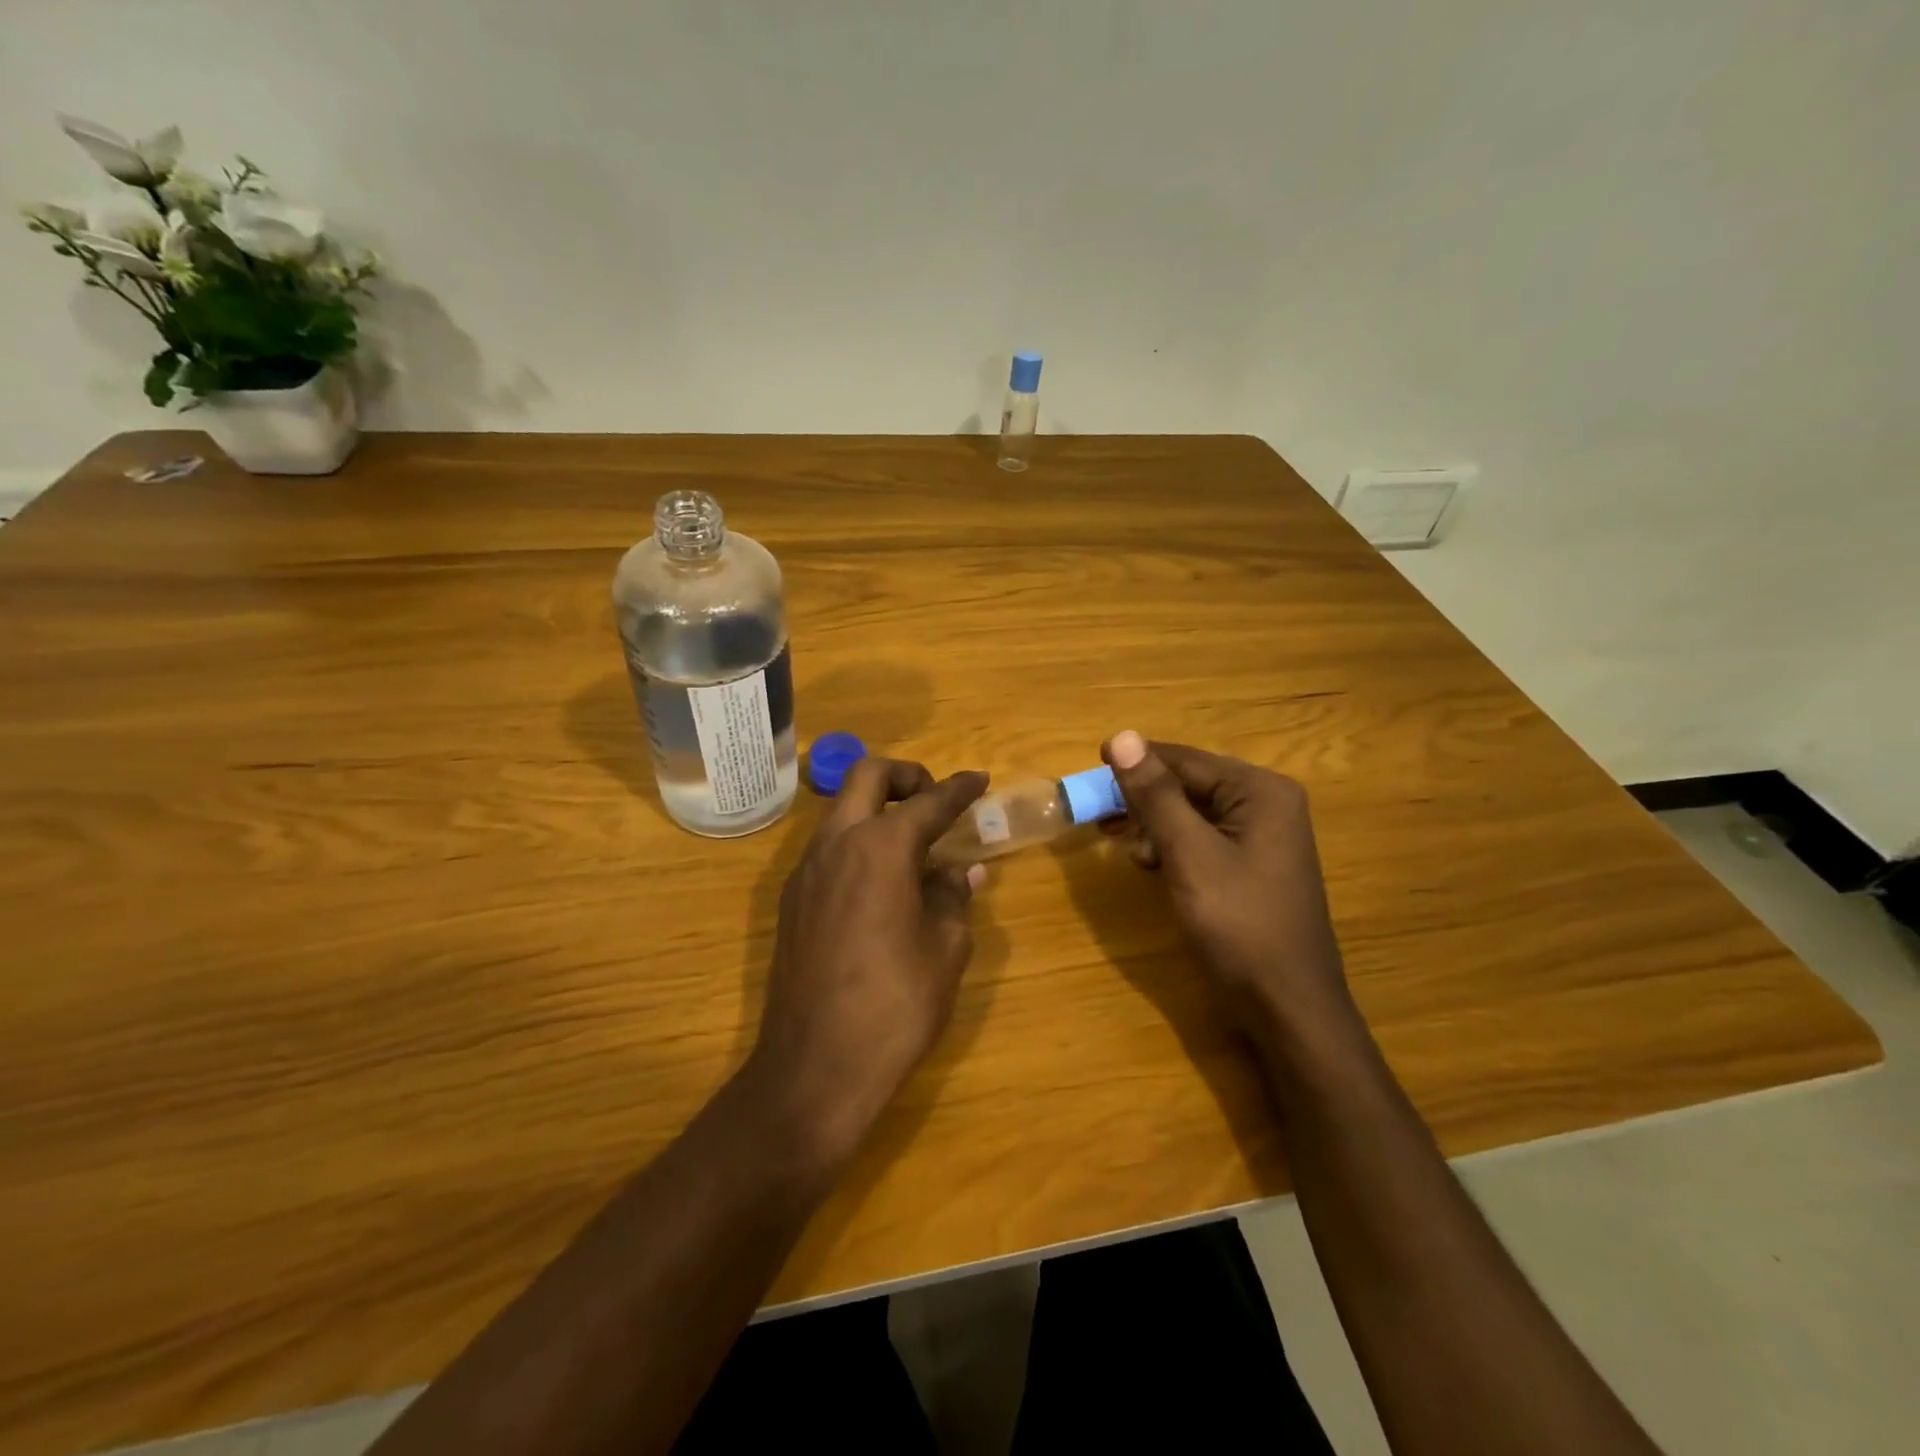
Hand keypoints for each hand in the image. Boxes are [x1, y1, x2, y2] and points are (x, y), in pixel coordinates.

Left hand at [750, 757, 989, 1156]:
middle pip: (867, 776)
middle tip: (935, 801)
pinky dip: (858, 842)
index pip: (928, 802)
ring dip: (878, 809)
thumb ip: (953, 897)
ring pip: (842, 810)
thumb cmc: (895, 1005)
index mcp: (881, 848)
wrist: (815, 1067)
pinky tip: (882, 883)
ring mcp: (806, 870)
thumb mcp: (945, 949)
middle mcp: (836, 844)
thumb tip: (961, 871)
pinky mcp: (792, 900)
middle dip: (906, 776)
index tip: (979, 780)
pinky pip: (828, 847)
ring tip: (915, 846)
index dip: (959, 789)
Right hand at [1100, 731, 1353, 1045]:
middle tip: (1101, 818)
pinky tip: (1150, 865)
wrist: (1288, 1008)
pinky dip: (1172, 846)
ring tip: (1125, 848)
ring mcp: (1262, 837)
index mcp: (1260, 791)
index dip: (1136, 762)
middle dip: (1144, 800)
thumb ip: (1155, 795)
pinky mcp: (1252, 866)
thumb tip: (1122, 735)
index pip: (1185, 759)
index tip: (1090, 766)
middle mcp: (1266, 804)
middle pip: (1189, 784)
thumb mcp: (1190, 855)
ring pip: (1192, 813)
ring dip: (1154, 825)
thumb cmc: (1240, 925)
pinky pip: (1203, 839)